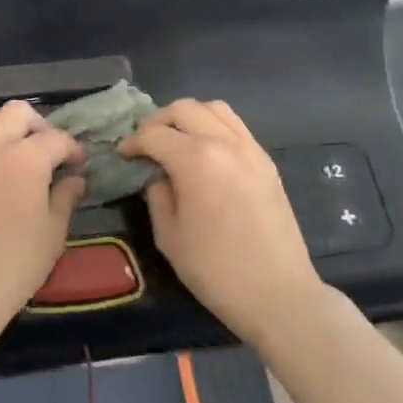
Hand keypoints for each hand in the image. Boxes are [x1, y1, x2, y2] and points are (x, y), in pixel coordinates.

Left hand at [0, 101, 86, 340]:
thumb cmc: (13, 267)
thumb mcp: (52, 235)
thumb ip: (66, 197)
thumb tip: (75, 178)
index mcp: (25, 160)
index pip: (55, 138)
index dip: (72, 149)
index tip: (76, 166)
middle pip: (17, 112)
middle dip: (38, 126)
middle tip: (46, 154)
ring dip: (5, 128)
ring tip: (13, 156)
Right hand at [119, 99, 321, 344]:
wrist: (279, 294)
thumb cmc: (216, 270)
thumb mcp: (169, 236)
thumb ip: (157, 196)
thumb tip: (157, 175)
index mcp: (196, 160)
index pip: (154, 134)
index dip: (133, 142)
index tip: (122, 154)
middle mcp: (224, 143)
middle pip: (184, 109)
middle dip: (158, 121)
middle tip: (145, 143)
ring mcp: (250, 149)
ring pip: (214, 108)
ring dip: (189, 117)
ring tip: (175, 139)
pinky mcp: (267, 162)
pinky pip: (236, 126)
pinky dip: (214, 126)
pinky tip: (205, 152)